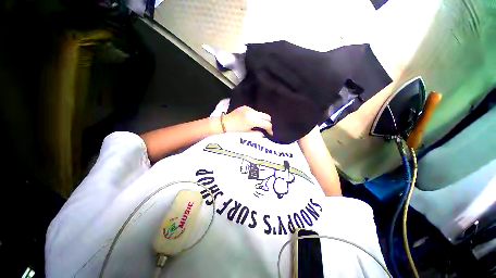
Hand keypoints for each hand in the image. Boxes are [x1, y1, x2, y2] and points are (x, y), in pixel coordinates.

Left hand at [223, 106, 272, 134]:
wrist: (222, 124)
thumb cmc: (233, 132)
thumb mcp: (246, 135)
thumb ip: (257, 134)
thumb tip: (264, 134)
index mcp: (252, 120)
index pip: (266, 124)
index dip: (270, 129)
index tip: (270, 134)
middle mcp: (252, 112)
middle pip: (266, 116)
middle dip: (268, 123)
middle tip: (267, 129)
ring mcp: (248, 108)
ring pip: (261, 113)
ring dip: (262, 119)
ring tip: (259, 126)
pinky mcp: (245, 107)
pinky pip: (254, 112)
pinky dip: (256, 117)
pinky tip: (252, 121)